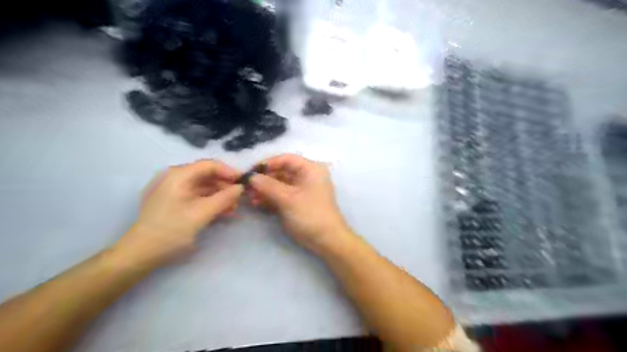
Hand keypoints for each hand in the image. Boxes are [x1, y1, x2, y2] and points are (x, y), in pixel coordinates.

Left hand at [111, 160, 241, 268]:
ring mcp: (173, 189)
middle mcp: (175, 177)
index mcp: (179, 175)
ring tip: (233, 208)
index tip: (244, 183)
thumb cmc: (172, 230)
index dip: (229, 172)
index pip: (209, 165)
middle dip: (225, 186)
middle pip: (207, 175)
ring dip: (220, 195)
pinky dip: (210, 202)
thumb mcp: (202, 213)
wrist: (141, 253)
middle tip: (240, 199)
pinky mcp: (174, 201)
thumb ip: (224, 198)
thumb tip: (241, 187)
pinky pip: (197, 196)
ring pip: (204, 186)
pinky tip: (222, 211)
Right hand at [248, 154, 349, 252]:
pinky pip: (281, 195)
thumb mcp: (288, 198)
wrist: (326, 240)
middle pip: (281, 171)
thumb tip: (250, 177)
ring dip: (265, 189)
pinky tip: (257, 203)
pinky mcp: (297, 202)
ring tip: (250, 197)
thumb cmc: (310, 214)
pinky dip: (270, 198)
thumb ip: (268, 186)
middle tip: (247, 186)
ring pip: (279, 184)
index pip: (286, 159)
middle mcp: (306, 176)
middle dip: (264, 179)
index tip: (250, 171)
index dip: (268, 163)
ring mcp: (301, 190)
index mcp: (310, 169)